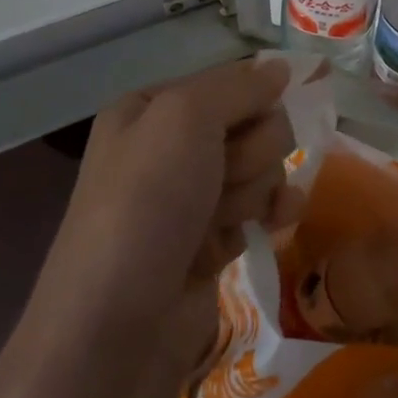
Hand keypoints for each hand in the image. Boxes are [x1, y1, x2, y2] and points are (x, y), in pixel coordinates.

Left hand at [0, 58, 300, 397]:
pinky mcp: (211, 240)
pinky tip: (273, 225)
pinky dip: (269, 214)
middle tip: (221, 180)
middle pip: (252, 124)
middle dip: (250, 152)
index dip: (251, 100)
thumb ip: (238, 86)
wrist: (117, 329)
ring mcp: (190, 196)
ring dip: (254, 189)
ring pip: (262, 166)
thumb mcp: (184, 118)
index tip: (257, 119)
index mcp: (151, 108)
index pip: (230, 81)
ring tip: (223, 220)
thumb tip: (281, 67)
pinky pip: (261, 207)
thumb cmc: (146, 205)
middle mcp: (169, 146)